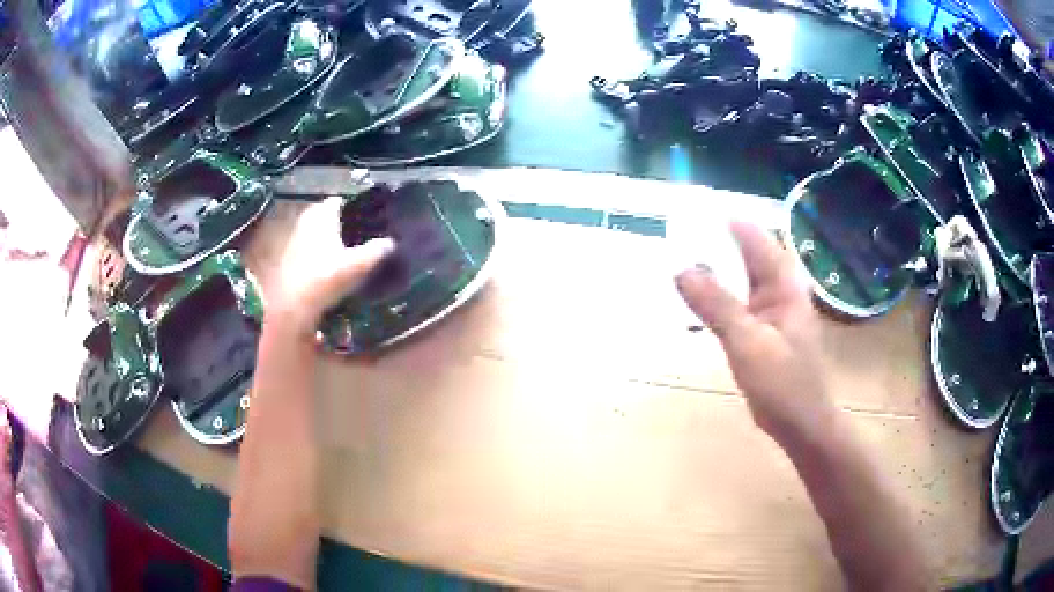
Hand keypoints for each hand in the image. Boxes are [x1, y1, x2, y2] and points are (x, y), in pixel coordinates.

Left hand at [268, 197, 393, 335]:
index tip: (371, 219)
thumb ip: (376, 251)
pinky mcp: (289, 258)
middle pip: (329, 216)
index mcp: (322, 214)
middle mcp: (306, 220)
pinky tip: (331, 269)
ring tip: (350, 254)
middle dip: (344, 224)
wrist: (292, 308)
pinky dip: (320, 254)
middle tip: (363, 237)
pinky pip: (309, 248)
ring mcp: (295, 239)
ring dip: (331, 240)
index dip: (356, 208)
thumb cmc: (325, 279)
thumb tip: (391, 242)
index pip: (341, 201)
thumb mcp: (358, 266)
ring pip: (318, 233)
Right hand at [675, 222, 834, 443]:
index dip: (724, 222)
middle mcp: (779, 290)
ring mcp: (771, 311)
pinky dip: (717, 296)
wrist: (800, 424)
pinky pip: (736, 303)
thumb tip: (681, 269)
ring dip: (714, 270)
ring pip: (739, 279)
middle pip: (745, 255)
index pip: (754, 238)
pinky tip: (695, 298)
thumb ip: (716, 305)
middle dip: (714, 243)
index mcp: (784, 284)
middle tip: (674, 233)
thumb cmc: (783, 383)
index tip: (690, 211)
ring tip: (677, 258)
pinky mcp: (761, 330)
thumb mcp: (747, 342)